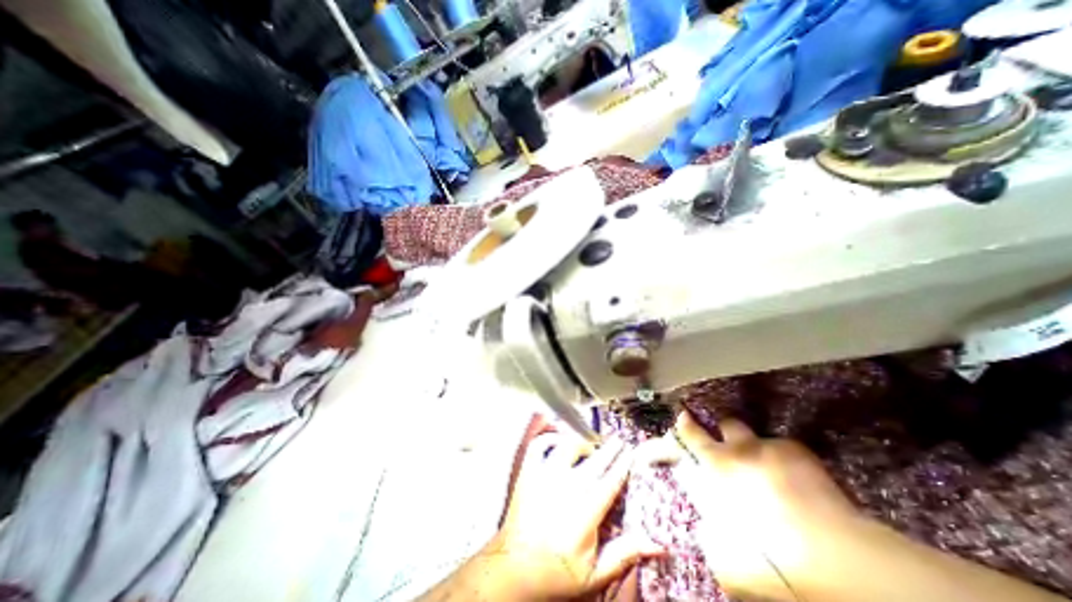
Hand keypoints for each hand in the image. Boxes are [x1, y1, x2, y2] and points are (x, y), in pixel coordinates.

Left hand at [485, 436, 661, 599]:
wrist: (514, 568)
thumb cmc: (556, 572)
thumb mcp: (594, 573)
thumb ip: (625, 553)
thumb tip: (658, 543)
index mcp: (585, 511)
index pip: (610, 480)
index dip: (623, 464)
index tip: (632, 451)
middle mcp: (566, 487)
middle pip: (594, 459)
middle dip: (610, 448)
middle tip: (619, 440)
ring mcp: (544, 475)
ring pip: (568, 446)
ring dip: (582, 442)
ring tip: (590, 446)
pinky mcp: (528, 471)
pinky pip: (539, 444)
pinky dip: (550, 438)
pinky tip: (559, 441)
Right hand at [639, 415, 863, 600]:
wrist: (834, 559)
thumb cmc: (770, 558)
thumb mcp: (727, 559)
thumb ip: (709, 536)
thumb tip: (704, 528)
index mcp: (714, 468)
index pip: (690, 437)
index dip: (684, 427)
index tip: (682, 419)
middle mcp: (736, 451)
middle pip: (722, 425)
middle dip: (721, 428)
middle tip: (718, 436)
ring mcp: (766, 447)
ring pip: (749, 431)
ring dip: (747, 443)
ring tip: (756, 461)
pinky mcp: (795, 451)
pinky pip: (780, 446)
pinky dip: (780, 457)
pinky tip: (793, 478)